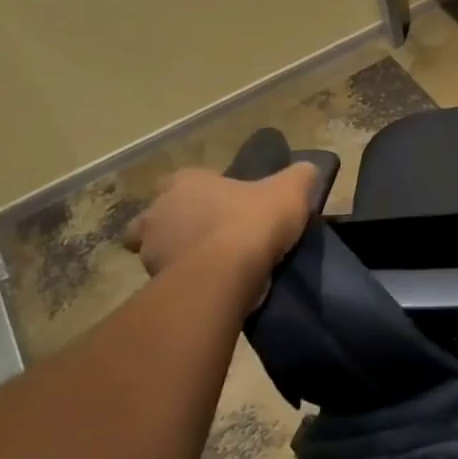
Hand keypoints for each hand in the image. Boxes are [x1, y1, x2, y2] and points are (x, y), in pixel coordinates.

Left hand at [122, 163, 317, 282]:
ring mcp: (151, 252)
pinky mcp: (153, 286)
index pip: (183, 180)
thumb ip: (299, 176)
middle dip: (179, 224)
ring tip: (213, 266)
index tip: (223, 203)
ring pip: (158, 251)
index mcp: (186, 182)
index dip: (202, 191)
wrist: (224, 277)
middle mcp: (158, 212)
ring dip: (179, 255)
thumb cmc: (252, 222)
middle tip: (212, 234)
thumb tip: (307, 171)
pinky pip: (168, 282)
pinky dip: (183, 283)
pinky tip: (210, 287)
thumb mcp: (290, 190)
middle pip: (160, 216)